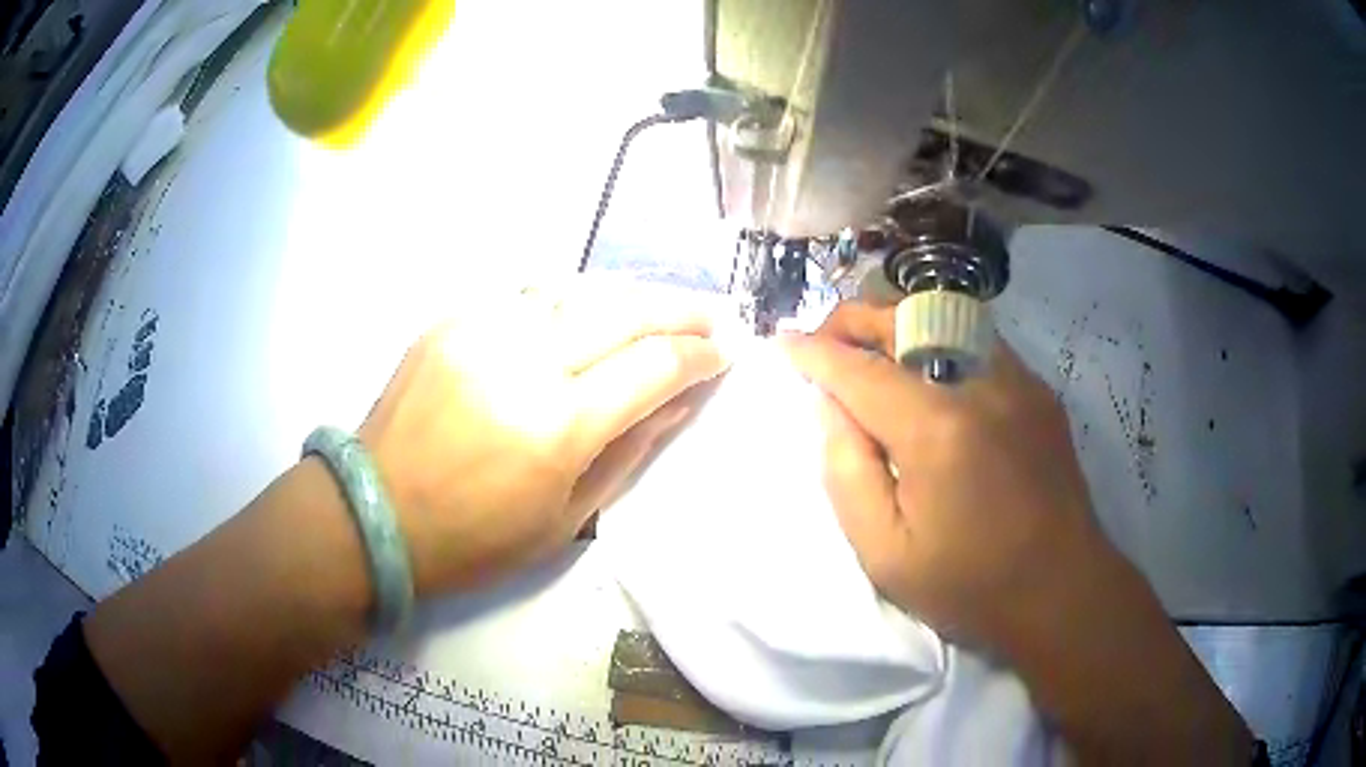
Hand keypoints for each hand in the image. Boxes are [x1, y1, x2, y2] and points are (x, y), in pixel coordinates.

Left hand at [358, 279, 732, 594]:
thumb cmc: (474, 539)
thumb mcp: (565, 519)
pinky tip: (587, 313)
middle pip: (623, 311)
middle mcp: (523, 362)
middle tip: (710, 316)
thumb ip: (628, 451)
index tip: (724, 354)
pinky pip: (528, 297)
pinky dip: (571, 300)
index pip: (653, 366)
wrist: (376, 513)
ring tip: (658, 308)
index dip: (699, 356)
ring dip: (629, 296)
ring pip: (578, 289)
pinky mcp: (451, 321)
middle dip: (679, 310)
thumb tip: (677, 403)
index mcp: (556, 427)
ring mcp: (481, 331)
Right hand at [780, 301, 1129, 652]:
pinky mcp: (1038, 390)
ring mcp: (1017, 380)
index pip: (858, 369)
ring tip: (872, 354)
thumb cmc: (968, 585)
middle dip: (853, 319)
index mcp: (935, 430)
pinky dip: (940, 345)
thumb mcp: (884, 552)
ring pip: (945, 318)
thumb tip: (829, 406)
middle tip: (825, 341)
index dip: (813, 352)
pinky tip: (931, 379)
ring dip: (897, 326)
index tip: (782, 342)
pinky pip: (978, 343)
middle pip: (905, 319)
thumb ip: (845, 471)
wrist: (1060, 591)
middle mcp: (979, 384)